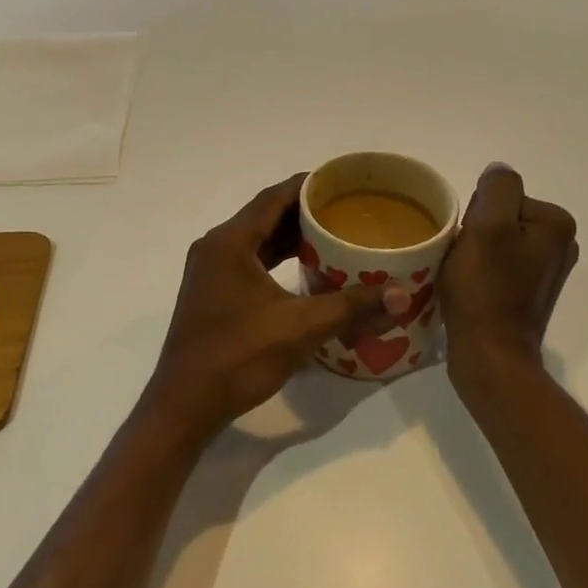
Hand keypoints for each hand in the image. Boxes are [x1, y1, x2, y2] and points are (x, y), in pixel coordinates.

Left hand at [143, 175, 409, 444]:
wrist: (185, 405)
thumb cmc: (238, 357)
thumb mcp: (299, 328)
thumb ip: (351, 307)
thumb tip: (403, 295)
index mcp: (229, 242)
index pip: (273, 197)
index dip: (307, 186)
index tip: (342, 182)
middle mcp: (215, 247)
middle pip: (264, 215)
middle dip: (303, 210)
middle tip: (346, 208)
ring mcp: (209, 270)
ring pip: (256, 239)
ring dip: (289, 234)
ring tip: (332, 233)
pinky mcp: (211, 292)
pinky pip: (248, 260)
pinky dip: (275, 257)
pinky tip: (304, 266)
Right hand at [441, 163, 578, 395]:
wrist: (491, 356)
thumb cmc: (486, 290)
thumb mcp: (488, 226)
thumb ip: (497, 188)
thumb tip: (499, 172)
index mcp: (556, 223)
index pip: (502, 195)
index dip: (478, 214)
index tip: (470, 242)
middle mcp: (561, 243)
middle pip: (502, 215)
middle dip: (478, 231)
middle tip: (467, 261)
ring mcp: (548, 270)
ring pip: (497, 239)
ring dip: (476, 251)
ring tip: (466, 275)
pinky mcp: (531, 292)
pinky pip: (500, 263)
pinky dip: (483, 270)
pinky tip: (473, 289)